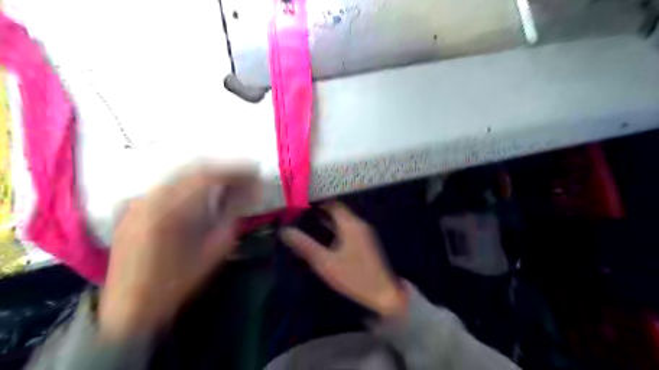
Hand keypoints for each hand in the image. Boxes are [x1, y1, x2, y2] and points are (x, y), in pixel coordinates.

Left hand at [99, 165, 258, 340]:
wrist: (129, 307)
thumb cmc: (176, 284)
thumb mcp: (214, 252)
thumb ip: (232, 216)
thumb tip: (250, 192)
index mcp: (171, 211)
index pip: (208, 176)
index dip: (235, 170)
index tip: (255, 172)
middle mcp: (150, 198)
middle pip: (193, 168)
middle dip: (224, 168)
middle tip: (246, 174)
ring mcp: (139, 200)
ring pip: (180, 173)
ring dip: (208, 173)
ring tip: (229, 180)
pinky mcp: (134, 206)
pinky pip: (168, 183)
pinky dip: (191, 182)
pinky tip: (203, 190)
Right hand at [282, 203, 406, 316]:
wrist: (383, 293)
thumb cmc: (354, 277)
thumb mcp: (325, 263)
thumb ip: (305, 246)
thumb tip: (285, 231)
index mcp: (350, 224)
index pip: (332, 203)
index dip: (316, 200)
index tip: (300, 201)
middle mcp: (358, 224)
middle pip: (337, 210)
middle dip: (319, 209)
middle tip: (300, 210)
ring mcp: (363, 232)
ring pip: (342, 219)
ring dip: (327, 218)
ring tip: (307, 219)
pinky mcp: (365, 241)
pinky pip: (347, 227)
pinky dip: (334, 226)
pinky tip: (323, 234)